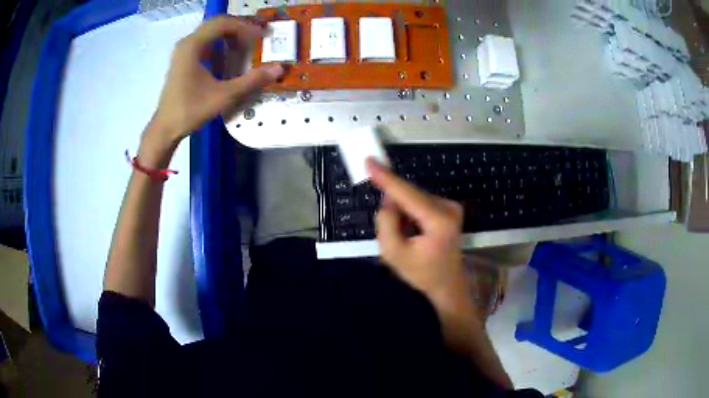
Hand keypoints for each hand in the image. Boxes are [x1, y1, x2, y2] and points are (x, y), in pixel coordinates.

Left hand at [142, 16, 283, 158]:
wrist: (165, 128)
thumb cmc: (190, 110)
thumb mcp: (223, 96)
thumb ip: (251, 81)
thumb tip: (278, 69)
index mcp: (193, 46)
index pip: (223, 23)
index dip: (245, 27)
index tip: (261, 36)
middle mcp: (187, 43)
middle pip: (217, 24)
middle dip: (239, 28)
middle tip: (257, 37)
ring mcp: (183, 51)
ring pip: (211, 32)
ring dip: (230, 35)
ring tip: (246, 45)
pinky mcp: (183, 60)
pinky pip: (205, 42)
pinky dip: (220, 44)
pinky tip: (230, 56)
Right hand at [367, 159, 469, 314]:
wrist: (448, 283)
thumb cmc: (422, 273)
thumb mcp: (394, 254)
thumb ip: (387, 223)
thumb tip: (388, 200)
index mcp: (438, 221)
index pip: (407, 194)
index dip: (386, 178)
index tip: (370, 161)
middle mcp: (448, 207)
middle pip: (411, 195)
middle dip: (393, 204)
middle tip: (389, 228)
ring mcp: (451, 206)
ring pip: (414, 198)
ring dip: (402, 210)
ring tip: (405, 236)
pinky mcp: (449, 208)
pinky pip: (420, 202)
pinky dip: (410, 212)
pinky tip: (413, 231)